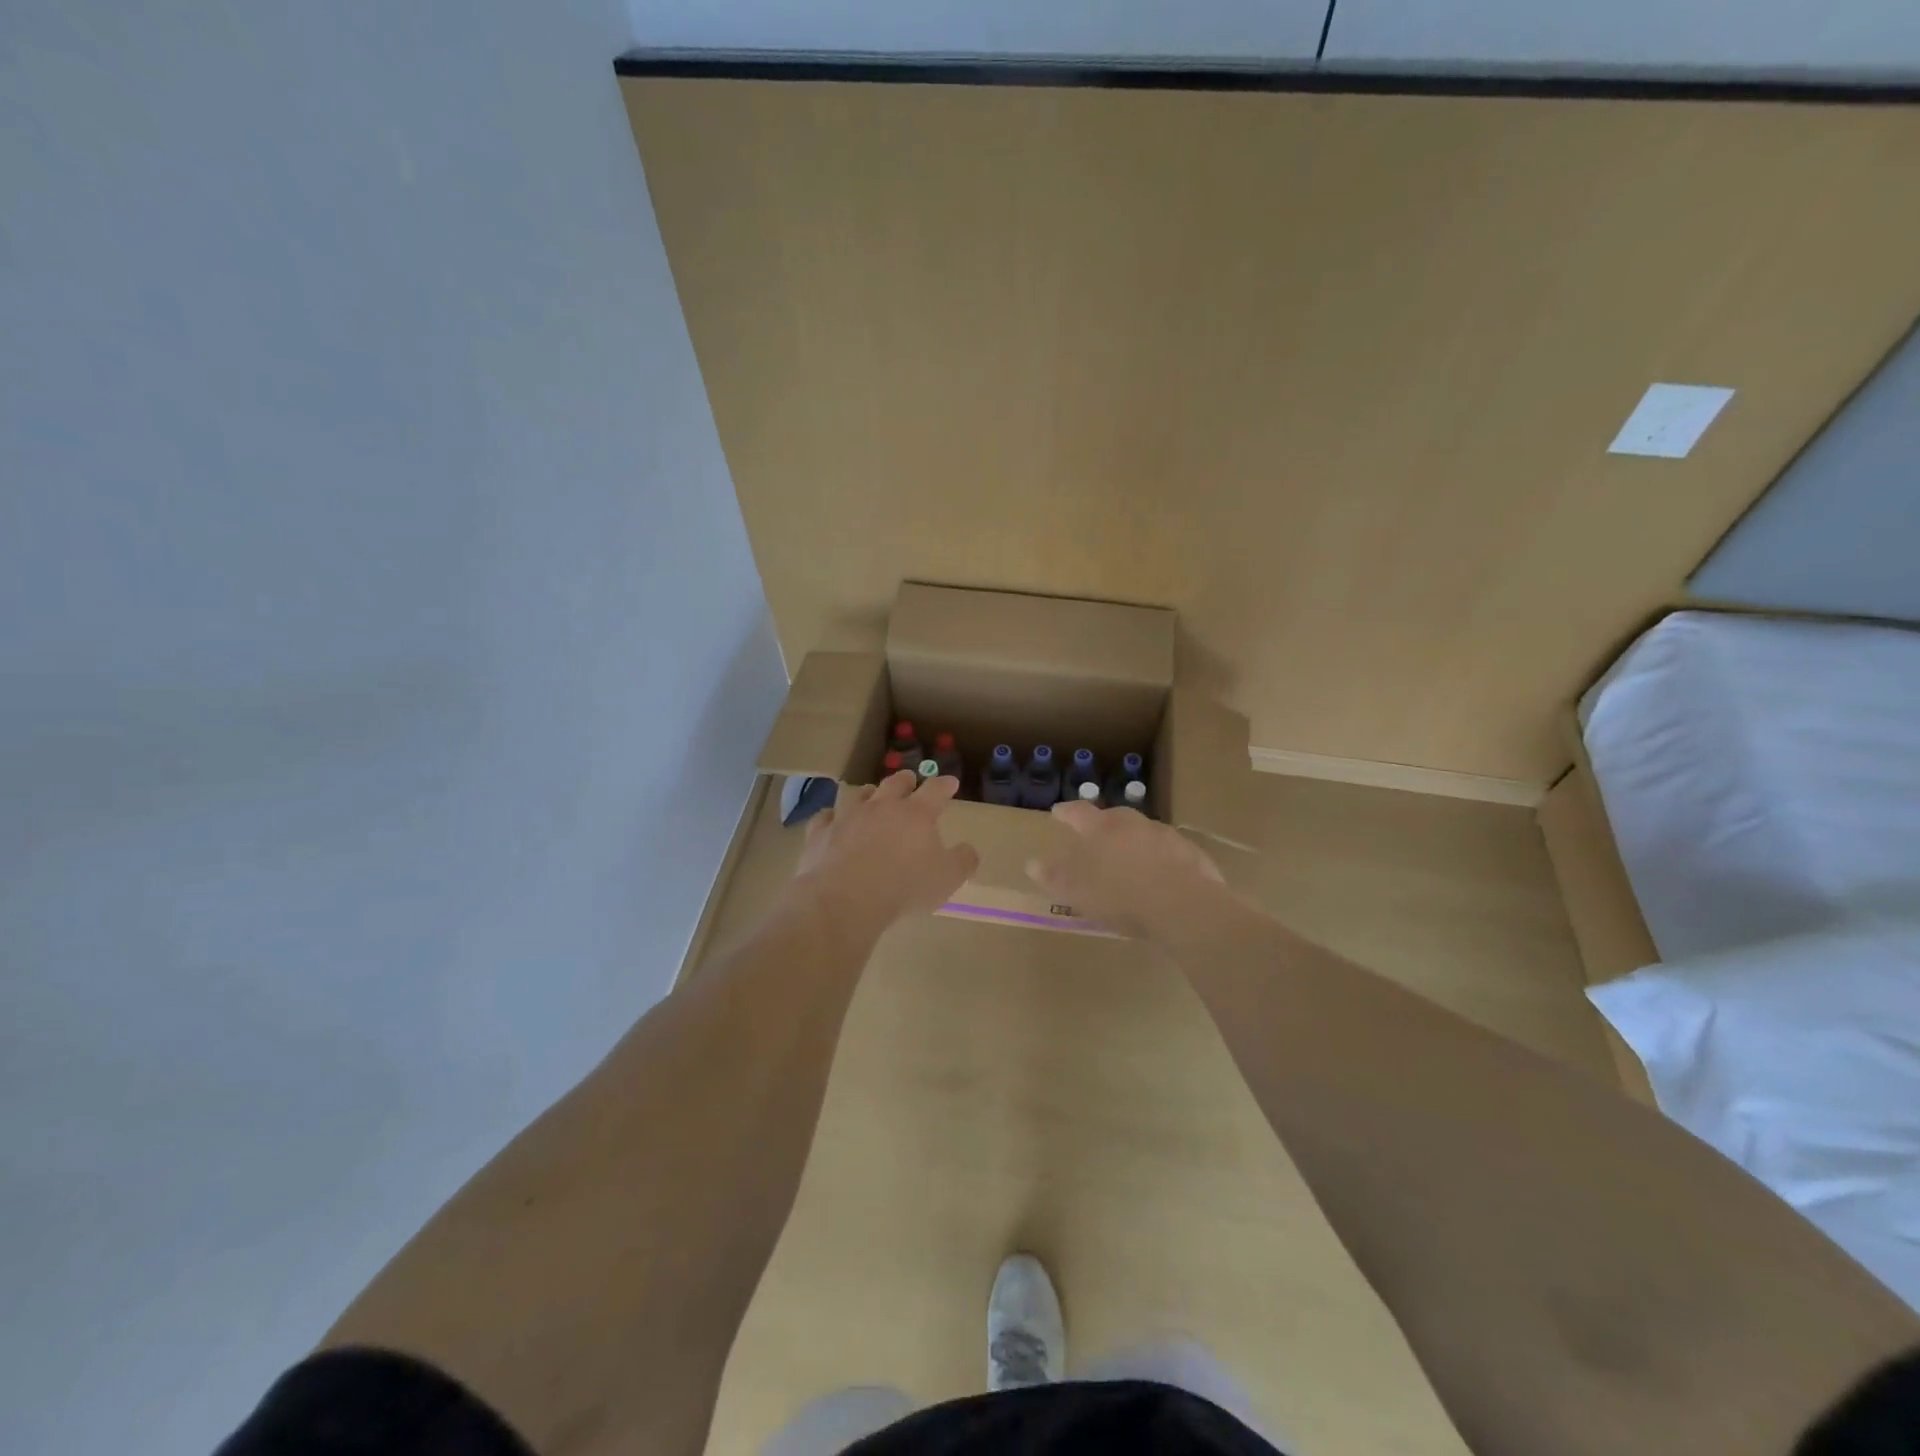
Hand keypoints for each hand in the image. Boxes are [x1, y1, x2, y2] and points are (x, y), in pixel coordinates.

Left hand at [790, 771, 978, 932]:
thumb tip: (970, 850)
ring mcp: (848, 816)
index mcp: (916, 814)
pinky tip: (832, 820)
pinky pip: (826, 817)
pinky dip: (832, 817)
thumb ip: (963, 862)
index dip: (944, 785)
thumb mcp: (946, 879)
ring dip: (868, 793)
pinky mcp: (821, 832)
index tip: (950, 782)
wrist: (844, 898)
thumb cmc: (904, 887)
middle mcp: (882, 806)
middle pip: (895, 784)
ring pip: (859, 795)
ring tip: (871, 794)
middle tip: (910, 780)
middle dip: (906, 780)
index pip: (935, 790)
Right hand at [1026, 801, 1231, 937]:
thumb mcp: (1079, 892)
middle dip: (1102, 823)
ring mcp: (1165, 836)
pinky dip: (1158, 857)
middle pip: (1114, 816)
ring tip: (1128, 859)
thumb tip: (1031, 863)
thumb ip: (1054, 876)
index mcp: (1102, 828)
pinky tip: (1158, 876)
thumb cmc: (1123, 897)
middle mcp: (1133, 823)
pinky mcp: (1190, 853)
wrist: (1185, 907)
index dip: (1066, 812)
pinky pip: (1167, 850)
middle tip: (1096, 835)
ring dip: (1133, 840)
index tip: (1057, 812)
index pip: (1078, 812)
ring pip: (1142, 832)